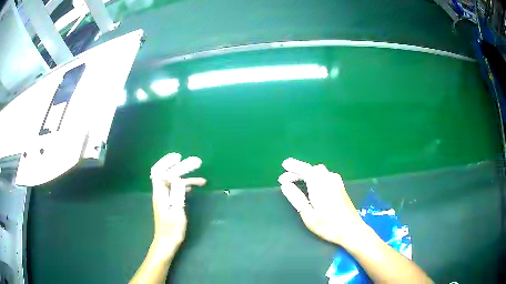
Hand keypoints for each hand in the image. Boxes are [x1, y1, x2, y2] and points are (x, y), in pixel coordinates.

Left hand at [150, 153, 205, 247]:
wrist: (166, 243)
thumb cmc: (172, 230)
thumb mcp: (177, 213)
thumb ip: (177, 195)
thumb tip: (178, 179)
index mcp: (160, 194)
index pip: (160, 172)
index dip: (167, 162)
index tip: (179, 157)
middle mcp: (160, 193)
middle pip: (166, 174)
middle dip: (179, 166)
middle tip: (195, 162)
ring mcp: (163, 198)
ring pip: (172, 182)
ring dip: (185, 178)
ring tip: (202, 180)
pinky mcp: (168, 203)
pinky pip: (175, 189)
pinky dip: (184, 185)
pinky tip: (193, 187)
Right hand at [278, 158, 367, 246]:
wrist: (351, 229)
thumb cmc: (328, 225)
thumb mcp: (308, 214)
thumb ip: (296, 198)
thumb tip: (285, 185)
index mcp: (320, 184)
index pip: (305, 169)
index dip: (294, 166)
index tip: (284, 165)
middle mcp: (329, 179)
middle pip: (312, 169)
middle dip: (299, 171)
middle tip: (286, 179)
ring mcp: (336, 182)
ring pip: (319, 171)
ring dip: (307, 173)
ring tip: (296, 182)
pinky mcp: (340, 187)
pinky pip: (325, 175)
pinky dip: (315, 176)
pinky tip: (312, 185)